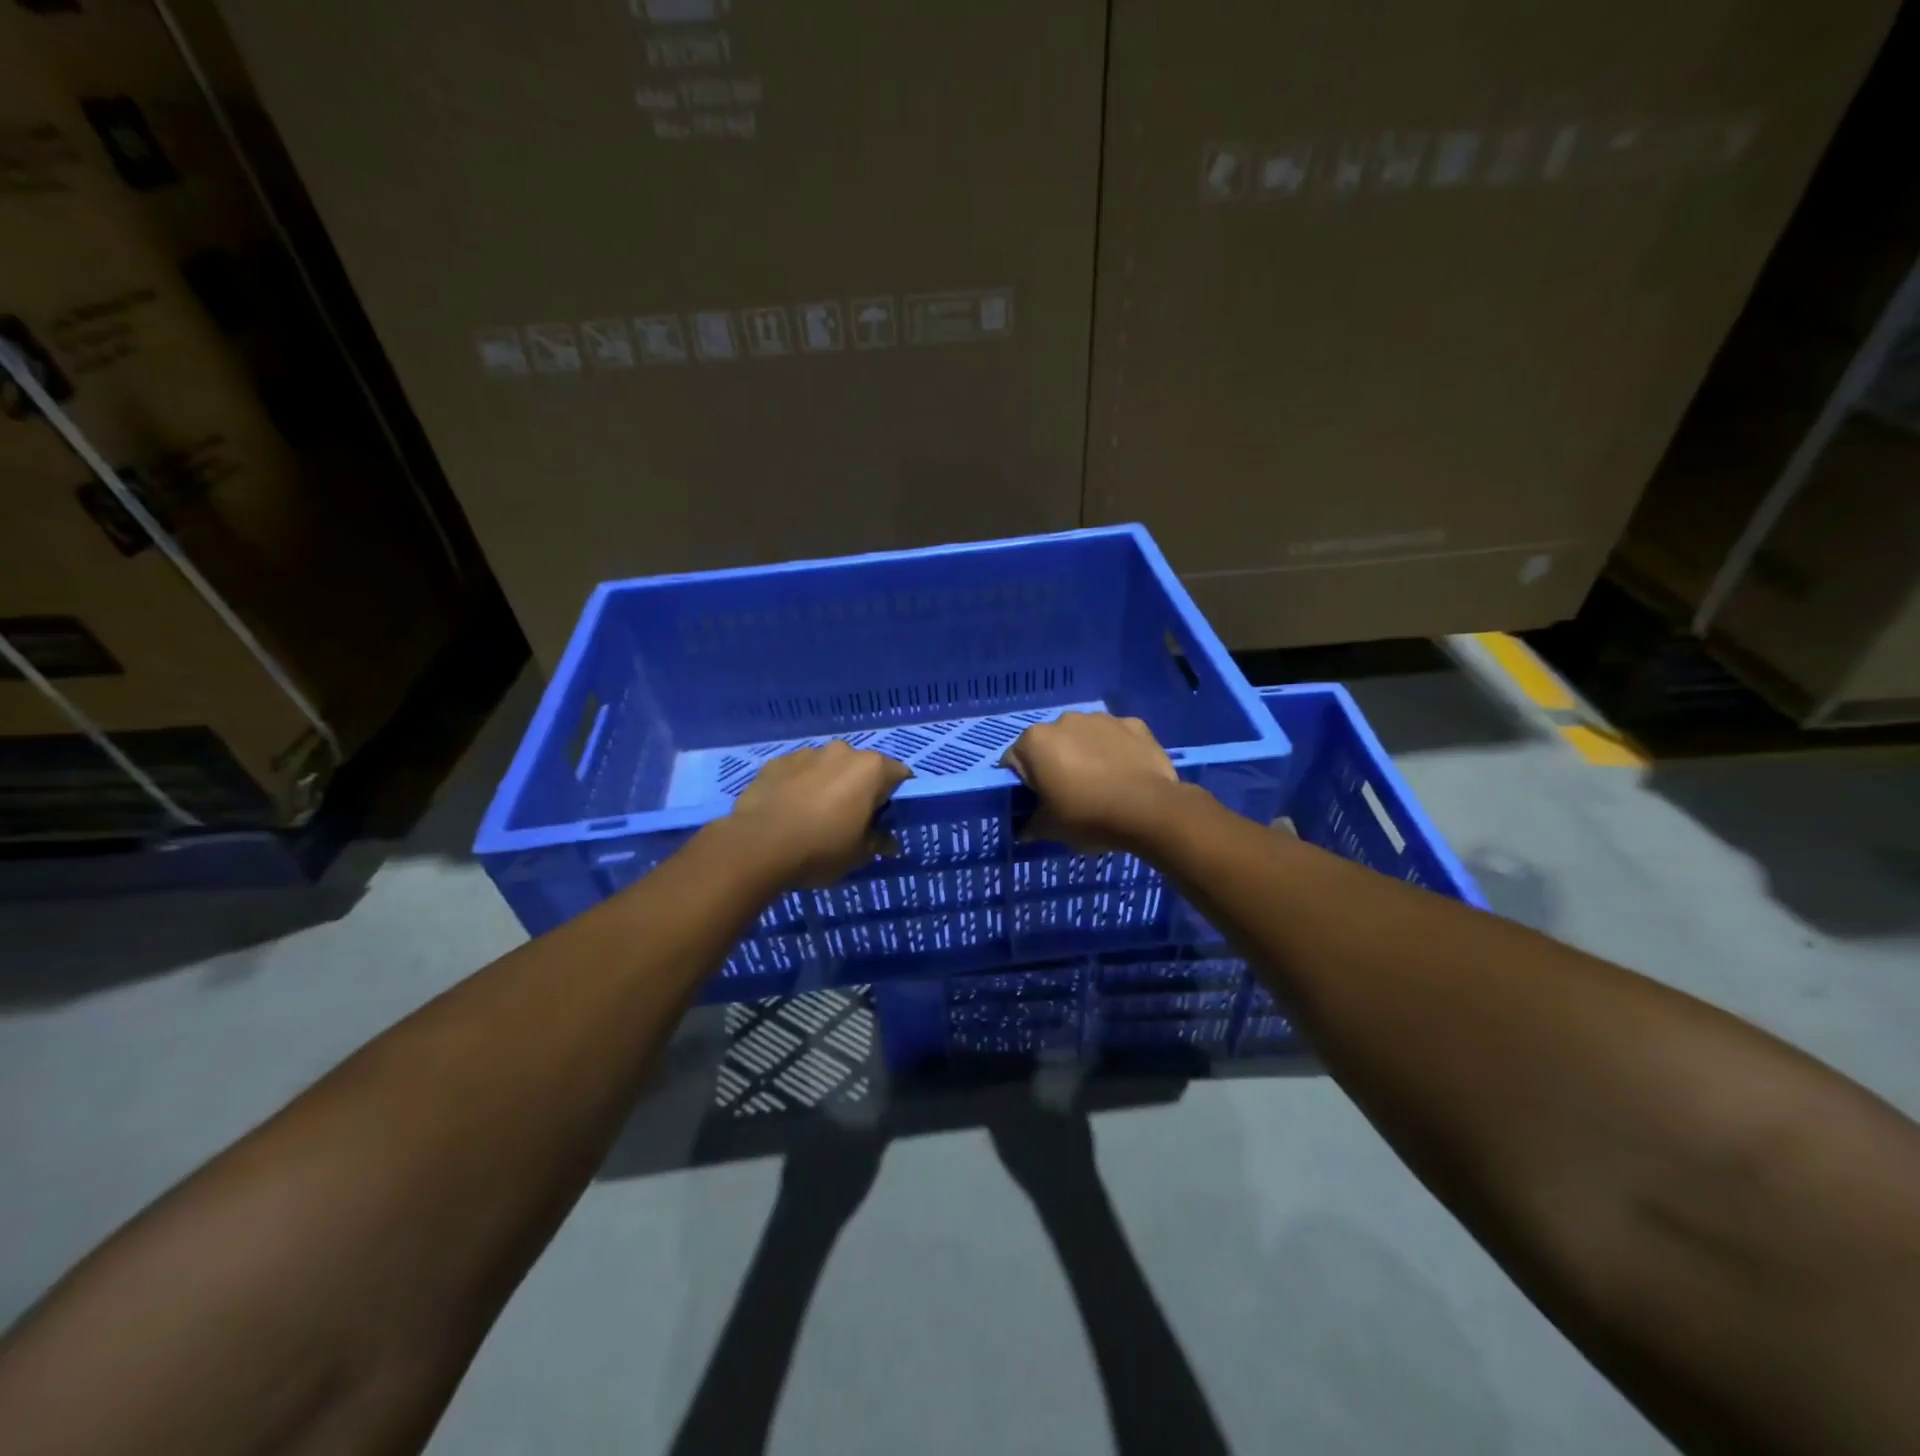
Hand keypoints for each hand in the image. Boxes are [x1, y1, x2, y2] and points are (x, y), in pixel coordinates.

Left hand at [725, 741, 910, 887]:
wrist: (757, 845)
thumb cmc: (821, 848)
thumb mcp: (859, 854)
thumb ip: (878, 842)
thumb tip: (889, 843)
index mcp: (871, 769)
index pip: (899, 775)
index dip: (896, 797)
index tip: (885, 818)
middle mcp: (842, 752)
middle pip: (861, 768)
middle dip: (859, 788)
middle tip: (850, 819)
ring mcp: (806, 753)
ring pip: (827, 767)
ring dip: (827, 784)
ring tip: (814, 815)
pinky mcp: (776, 762)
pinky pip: (798, 772)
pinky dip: (799, 786)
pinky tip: (789, 811)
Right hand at [1001, 712, 1180, 852]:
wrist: (1150, 810)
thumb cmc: (1088, 816)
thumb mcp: (1050, 829)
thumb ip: (1029, 826)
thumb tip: (1022, 831)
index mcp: (1035, 741)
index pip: (1013, 762)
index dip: (1022, 785)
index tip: (1037, 803)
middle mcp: (1064, 720)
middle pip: (1050, 745)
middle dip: (1054, 765)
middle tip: (1068, 796)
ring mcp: (1101, 719)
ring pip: (1083, 737)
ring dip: (1085, 754)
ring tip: (1101, 785)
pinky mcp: (1134, 724)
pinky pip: (1115, 738)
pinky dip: (1115, 751)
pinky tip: (1124, 775)